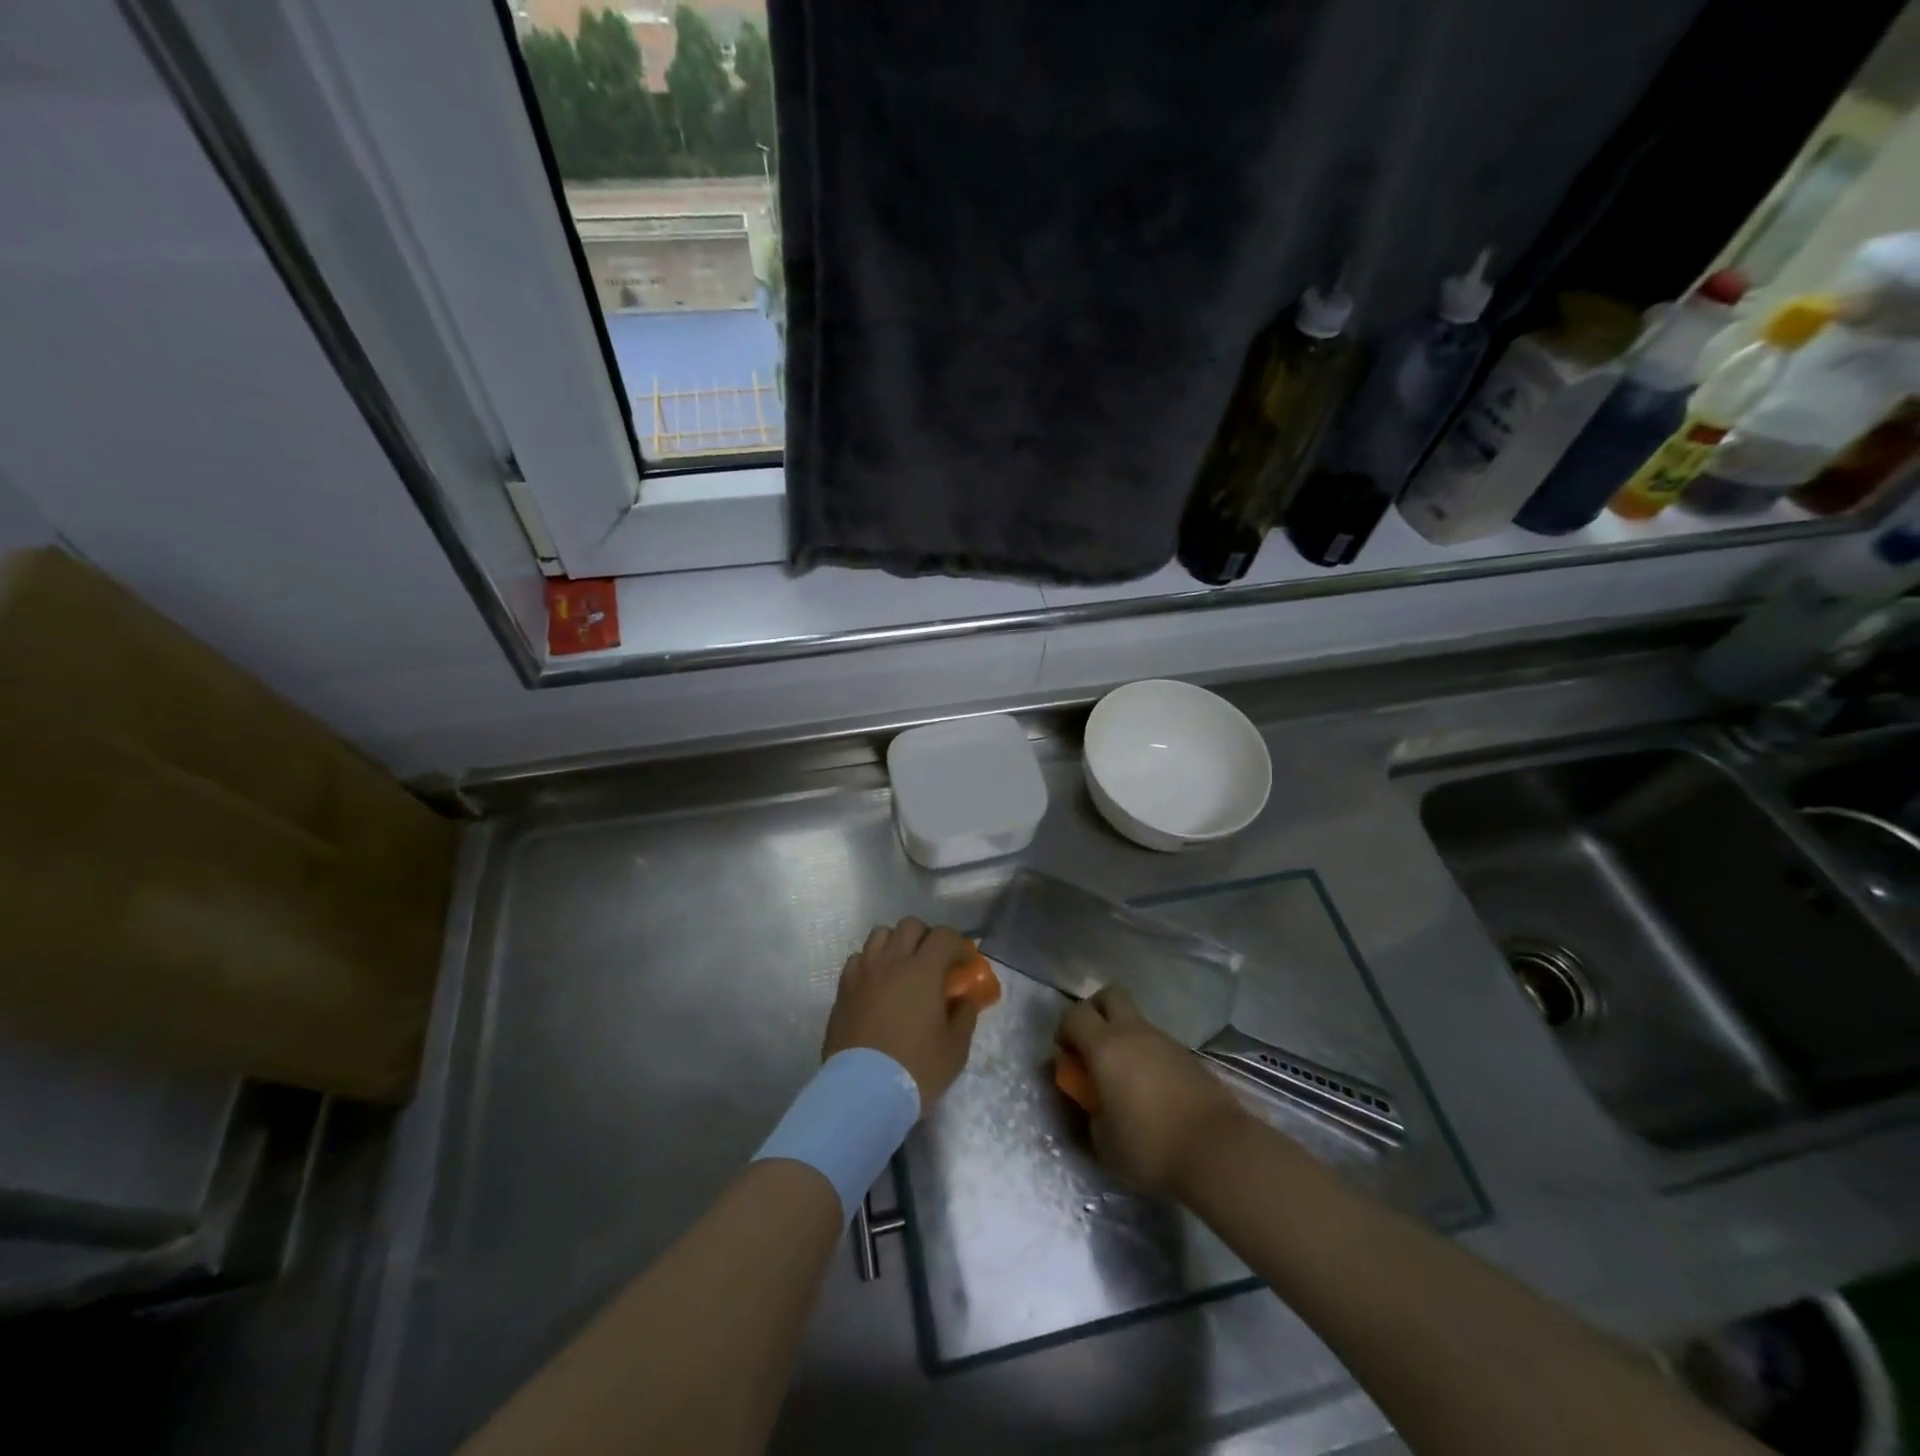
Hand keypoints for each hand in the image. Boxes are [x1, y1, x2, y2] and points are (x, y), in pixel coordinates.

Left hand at [823, 919, 981, 1108]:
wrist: (862, 1092)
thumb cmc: (915, 1069)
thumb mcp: (955, 1049)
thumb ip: (965, 1016)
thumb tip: (966, 999)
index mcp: (922, 970)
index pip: (943, 936)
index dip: (958, 944)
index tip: (964, 963)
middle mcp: (891, 962)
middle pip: (909, 925)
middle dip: (926, 936)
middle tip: (934, 961)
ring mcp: (863, 973)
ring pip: (879, 935)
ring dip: (895, 943)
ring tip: (902, 967)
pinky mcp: (843, 989)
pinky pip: (857, 959)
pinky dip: (870, 962)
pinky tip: (877, 984)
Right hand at [1056, 988, 1250, 1199]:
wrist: (1218, 1151)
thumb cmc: (1149, 1147)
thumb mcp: (1103, 1141)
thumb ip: (1089, 1110)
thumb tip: (1090, 1097)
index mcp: (1105, 1046)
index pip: (1074, 1014)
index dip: (1064, 1029)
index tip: (1066, 1056)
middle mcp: (1134, 1032)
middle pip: (1109, 995)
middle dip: (1095, 1012)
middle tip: (1092, 1047)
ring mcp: (1165, 1041)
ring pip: (1136, 1021)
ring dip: (1124, 1038)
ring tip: (1126, 1079)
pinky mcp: (1189, 1057)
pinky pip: (1158, 1044)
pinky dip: (1148, 1056)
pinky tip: (1153, 1091)